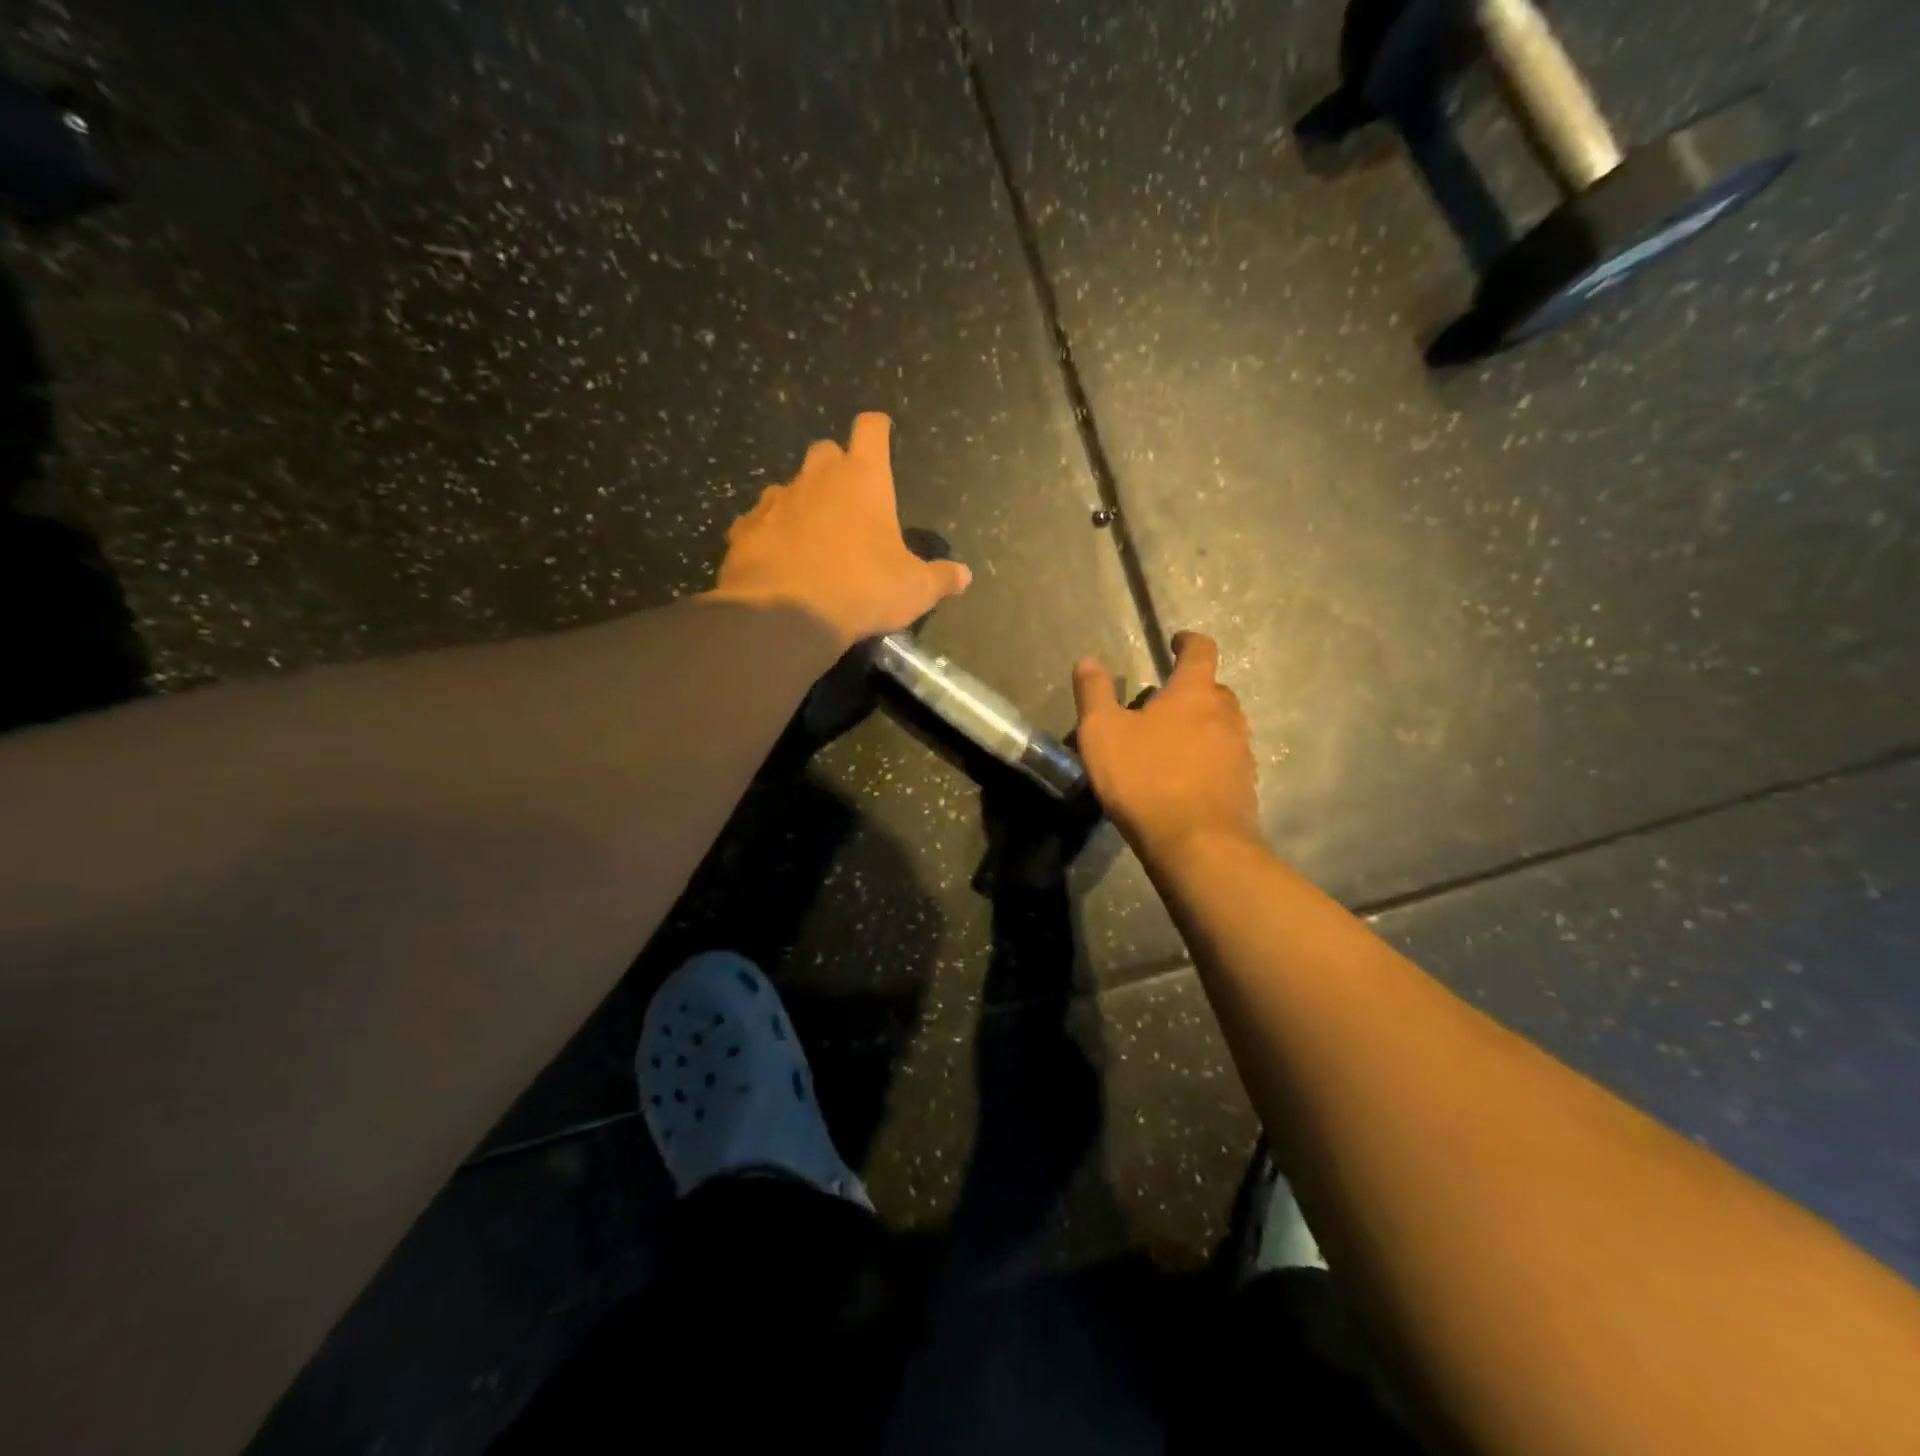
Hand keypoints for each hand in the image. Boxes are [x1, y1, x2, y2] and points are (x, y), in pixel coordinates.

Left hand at [712, 413, 972, 648]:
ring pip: (789, 486)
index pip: (871, 430)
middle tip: (849, 499)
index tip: (882, 433)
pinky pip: (759, 521)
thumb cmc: (862, 589)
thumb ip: (940, 578)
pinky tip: (778, 557)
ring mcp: (776, 501)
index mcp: (863, 479)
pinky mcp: (744, 529)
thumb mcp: (914, 590)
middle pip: (825, 451)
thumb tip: (963, 576)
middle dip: (837, 467)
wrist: (786, 614)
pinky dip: (770, 532)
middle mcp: (817, 478)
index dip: (878, 429)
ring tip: (813, 535)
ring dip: (802, 501)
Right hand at [1072, 632, 1260, 856]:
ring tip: (1171, 745)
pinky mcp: (1245, 786)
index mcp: (1195, 693)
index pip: (1201, 651)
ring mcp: (1241, 752)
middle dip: (1191, 691)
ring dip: (1201, 727)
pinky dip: (1208, 760)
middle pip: (1214, 690)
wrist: (1196, 844)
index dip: (1188, 642)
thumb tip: (1089, 661)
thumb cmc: (1145, 779)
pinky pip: (1226, 760)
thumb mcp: (1102, 733)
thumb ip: (1094, 693)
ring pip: (1223, 727)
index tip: (1176, 642)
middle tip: (1162, 705)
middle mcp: (1226, 715)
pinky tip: (1185, 780)